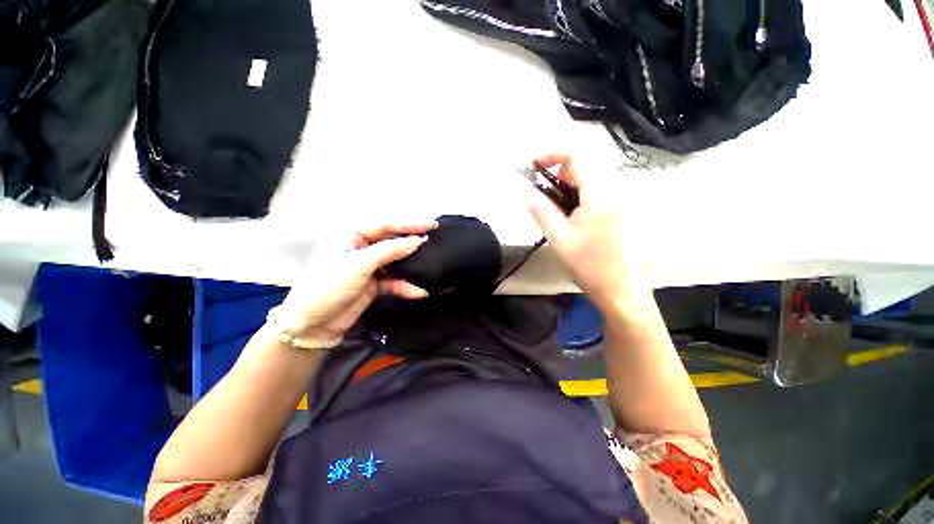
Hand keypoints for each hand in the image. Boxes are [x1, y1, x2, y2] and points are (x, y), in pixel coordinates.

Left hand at [276, 222, 435, 341]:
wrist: (311, 326)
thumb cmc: (328, 286)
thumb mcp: (358, 265)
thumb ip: (389, 251)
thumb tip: (417, 241)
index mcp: (350, 235)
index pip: (384, 225)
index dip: (408, 224)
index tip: (430, 224)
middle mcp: (361, 248)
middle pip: (391, 242)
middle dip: (411, 243)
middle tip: (434, 240)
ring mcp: (368, 267)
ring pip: (395, 262)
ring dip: (411, 265)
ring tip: (431, 263)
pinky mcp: (373, 285)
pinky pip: (393, 281)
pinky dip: (404, 286)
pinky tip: (417, 292)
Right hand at [524, 154, 648, 309]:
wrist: (621, 291)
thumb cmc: (588, 265)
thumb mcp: (558, 237)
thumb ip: (540, 208)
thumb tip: (524, 186)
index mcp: (600, 194)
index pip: (577, 156)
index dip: (552, 154)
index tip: (533, 166)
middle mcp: (616, 190)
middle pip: (585, 164)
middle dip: (559, 171)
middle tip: (541, 191)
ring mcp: (623, 200)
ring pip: (592, 178)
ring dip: (568, 183)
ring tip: (554, 206)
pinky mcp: (623, 210)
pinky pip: (599, 190)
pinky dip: (580, 193)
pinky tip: (572, 215)